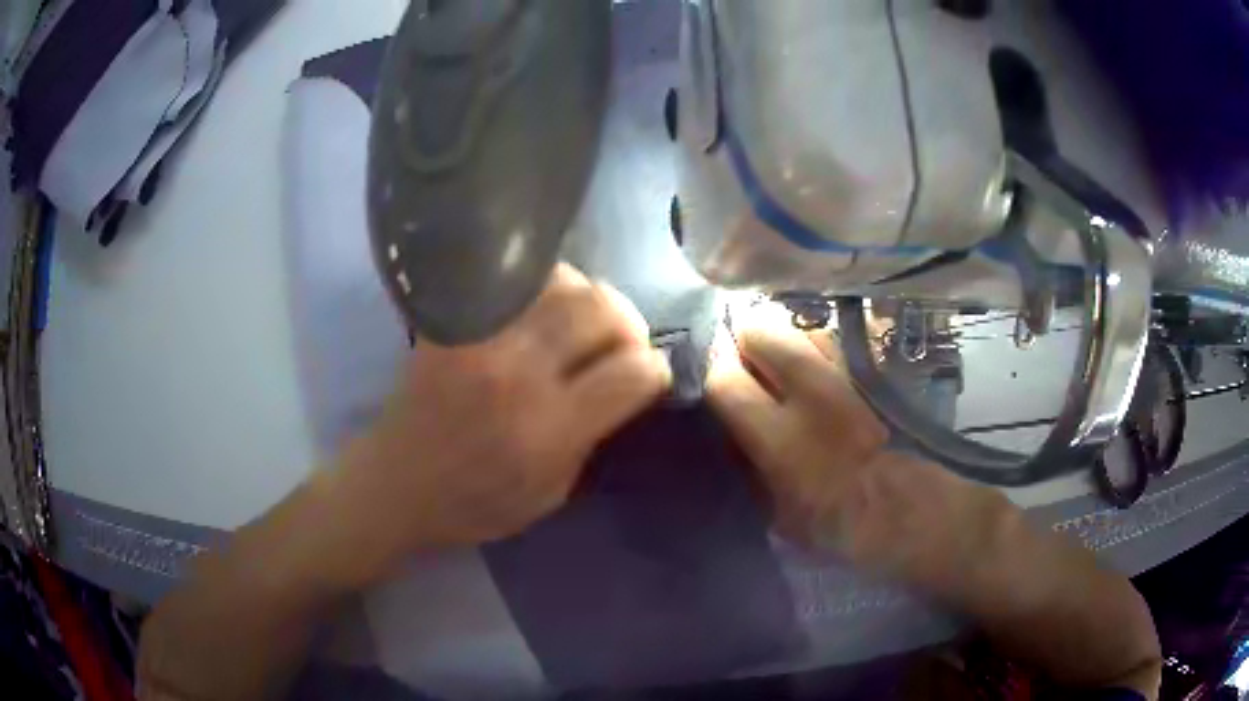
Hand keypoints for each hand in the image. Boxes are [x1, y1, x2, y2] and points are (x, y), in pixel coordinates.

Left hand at [330, 264, 670, 578]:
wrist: (396, 484)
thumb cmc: (475, 504)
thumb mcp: (551, 493)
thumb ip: (592, 436)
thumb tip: (624, 386)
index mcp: (549, 430)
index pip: (633, 371)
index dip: (656, 370)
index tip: (649, 377)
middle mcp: (518, 373)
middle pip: (603, 310)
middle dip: (629, 324)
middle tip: (621, 343)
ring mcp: (480, 339)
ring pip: (562, 281)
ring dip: (587, 299)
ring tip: (581, 323)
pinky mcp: (452, 323)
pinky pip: (512, 281)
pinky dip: (542, 289)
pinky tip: (542, 312)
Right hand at [706, 308, 999, 583]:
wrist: (906, 507)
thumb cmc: (836, 522)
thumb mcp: (774, 513)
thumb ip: (746, 467)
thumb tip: (729, 431)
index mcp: (780, 438)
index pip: (724, 380)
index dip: (714, 377)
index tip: (718, 385)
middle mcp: (811, 393)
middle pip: (761, 330)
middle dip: (747, 341)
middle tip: (748, 362)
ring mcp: (847, 373)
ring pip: (800, 327)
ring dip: (787, 341)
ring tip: (787, 364)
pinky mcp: (872, 366)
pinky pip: (835, 338)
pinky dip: (820, 346)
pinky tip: (822, 366)